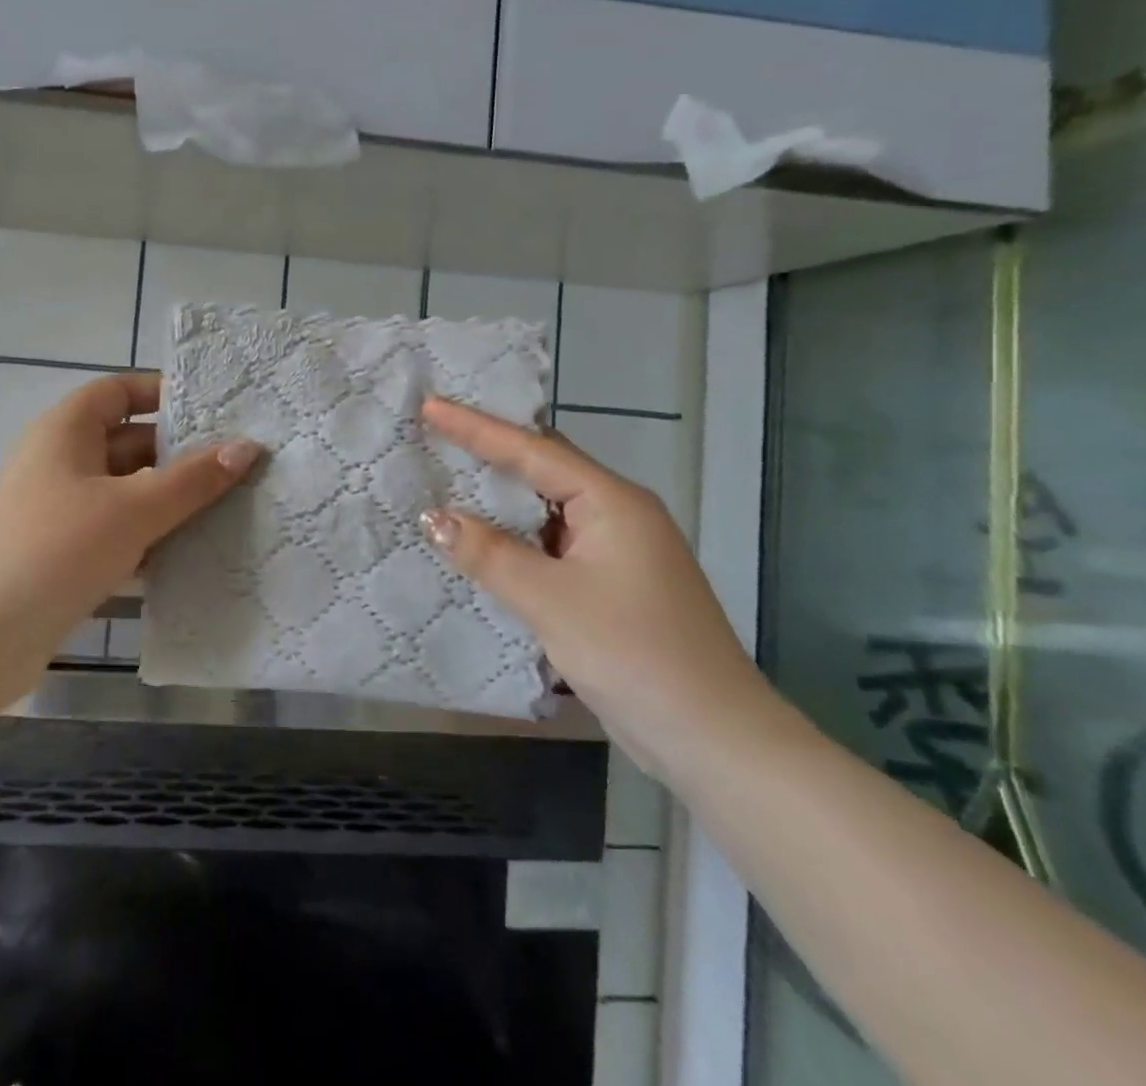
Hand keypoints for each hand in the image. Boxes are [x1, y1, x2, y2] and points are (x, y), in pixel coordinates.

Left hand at [0, 372, 260, 641]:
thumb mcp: (133, 508)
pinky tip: (193, 556)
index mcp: (67, 430)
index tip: (216, 412)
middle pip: (129, 443)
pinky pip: (117, 534)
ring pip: (126, 493)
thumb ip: (193, 480)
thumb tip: (247, 447)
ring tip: (232, 508)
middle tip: (240, 466)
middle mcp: (61, 462)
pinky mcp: (63, 557)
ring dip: (170, 501)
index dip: (163, 394)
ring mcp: (60, 512)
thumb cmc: (55, 549)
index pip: (119, 392)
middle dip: (180, 454)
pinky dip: (150, 539)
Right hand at [418, 396, 770, 774]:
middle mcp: (618, 514)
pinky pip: (553, 543)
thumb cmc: (634, 654)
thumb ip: (488, 554)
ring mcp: (619, 551)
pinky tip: (483, 543)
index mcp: (612, 502)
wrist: (715, 740)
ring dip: (501, 499)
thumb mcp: (549, 600)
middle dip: (490, 452)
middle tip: (436, 436)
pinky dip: (516, 538)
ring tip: (447, 482)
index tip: (430, 406)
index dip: (476, 428)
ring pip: (548, 508)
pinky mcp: (613, 585)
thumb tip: (433, 518)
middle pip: (545, 468)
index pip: (533, 450)